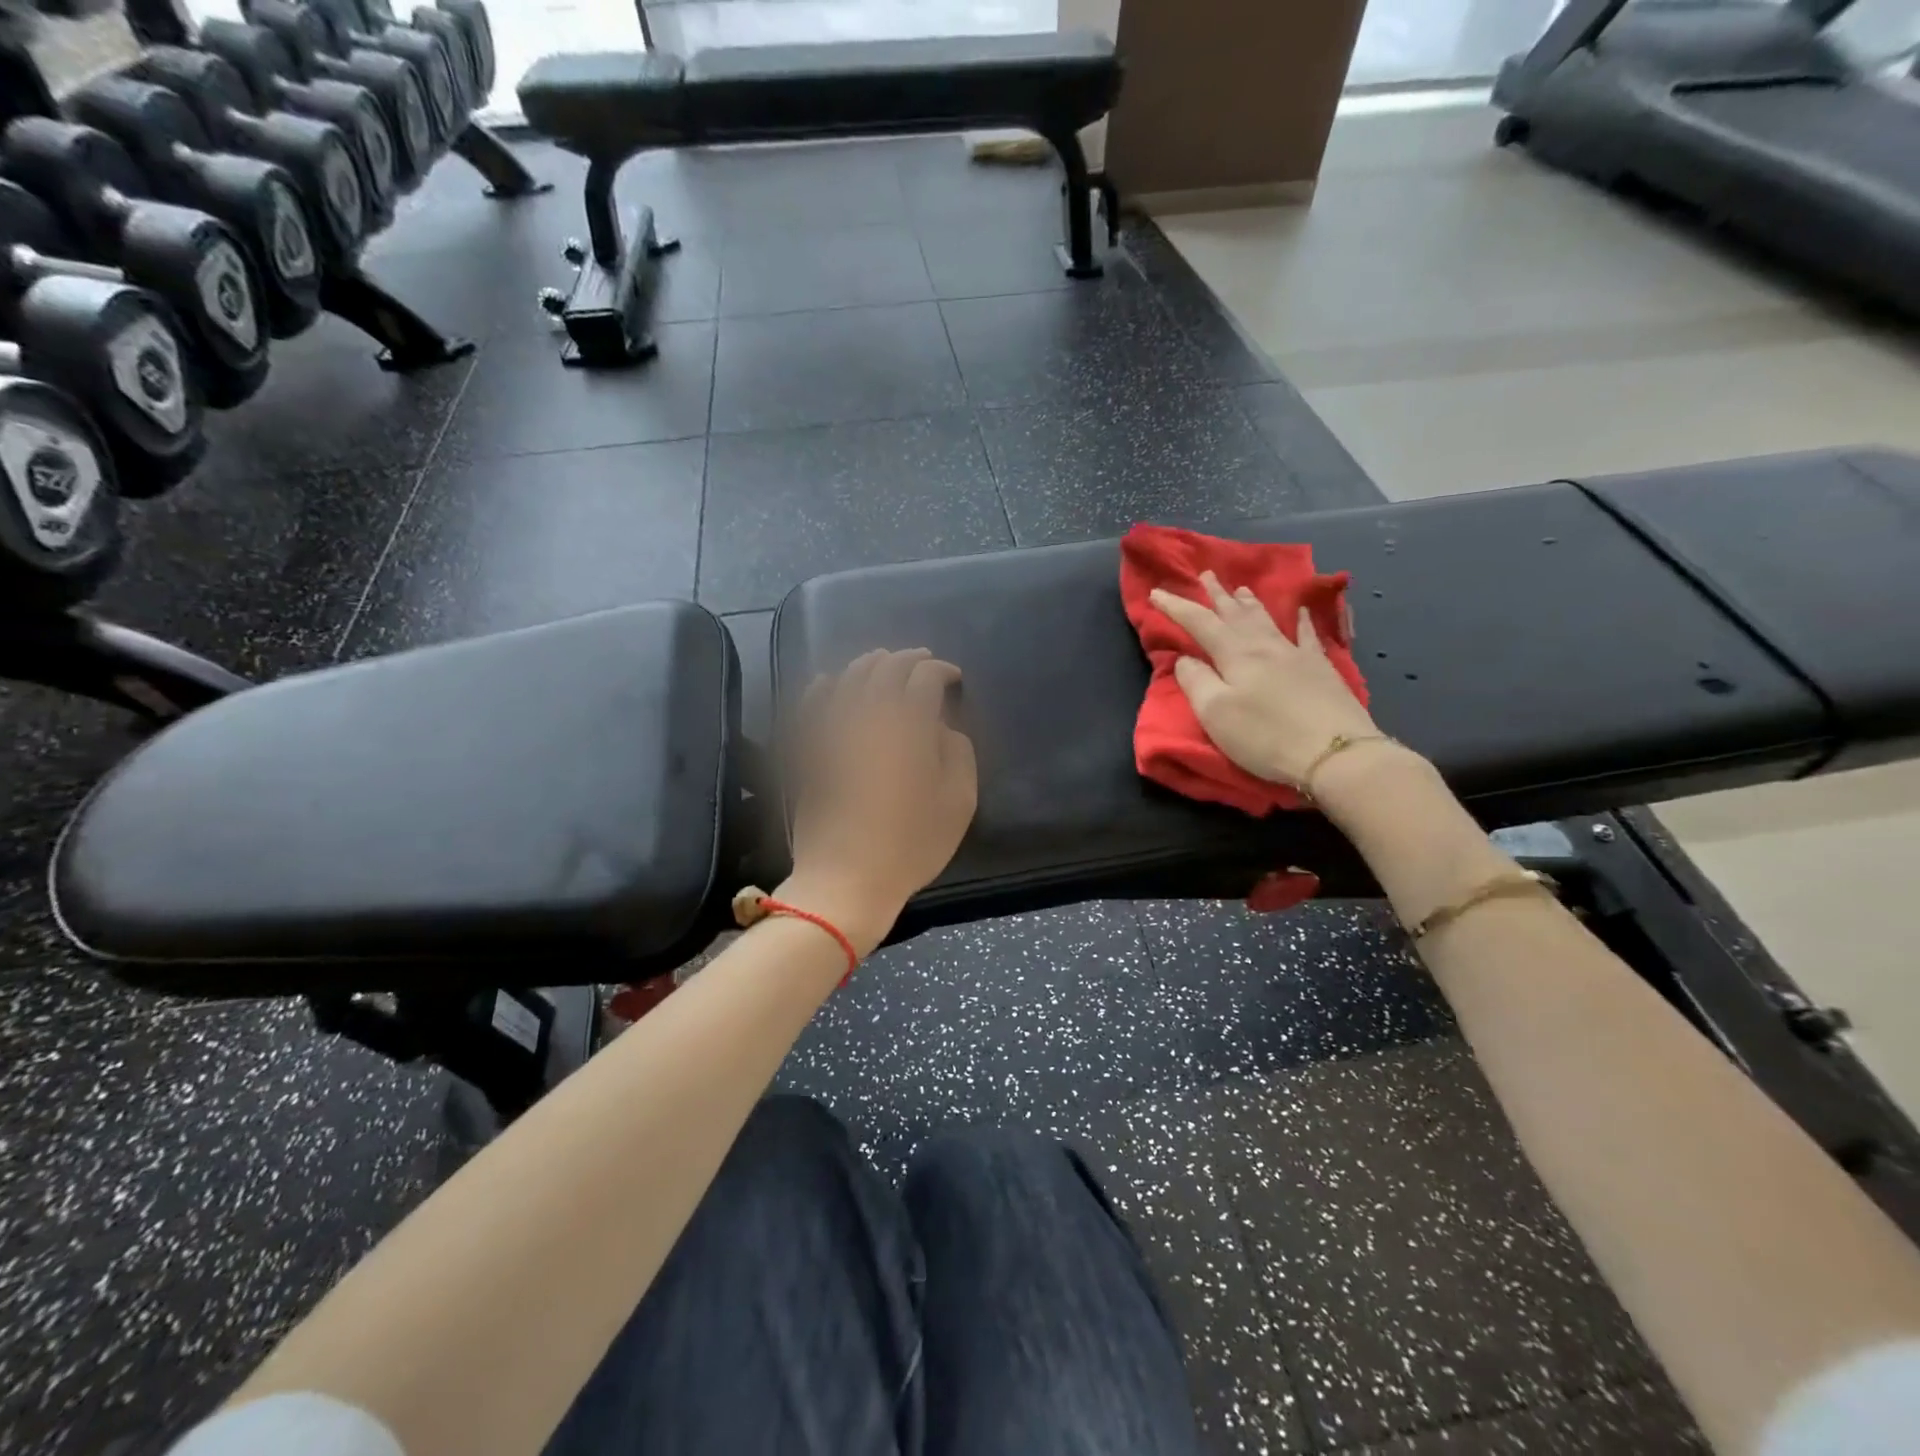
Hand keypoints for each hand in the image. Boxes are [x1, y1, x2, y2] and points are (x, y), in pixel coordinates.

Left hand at [783, 649, 977, 953]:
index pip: (925, 678)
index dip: (941, 670)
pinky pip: (813, 706)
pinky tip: (829, 682)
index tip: (953, 678)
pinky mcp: (810, 749)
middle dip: (908, 659)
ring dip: (871, 664)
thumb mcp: (958, 802)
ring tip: (883, 662)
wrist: (846, 878)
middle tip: (923, 661)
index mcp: (910, 726)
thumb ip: (958, 753)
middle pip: (886, 669)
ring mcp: (834, 730)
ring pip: (850, 679)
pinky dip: (823, 687)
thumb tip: (941, 729)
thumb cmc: (911, 845)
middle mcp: (869, 716)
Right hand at [1150, 571, 1379, 789]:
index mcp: (1235, 654)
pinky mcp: (1320, 670)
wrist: (1334, 752)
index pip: (1199, 623)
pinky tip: (1302, 611)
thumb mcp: (1215, 713)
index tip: (1156, 593)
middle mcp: (1264, 645)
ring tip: (1241, 589)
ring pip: (1267, 620)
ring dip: (1250, 604)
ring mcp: (1296, 654)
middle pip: (1235, 614)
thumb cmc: (1265, 735)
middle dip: (1217, 595)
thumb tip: (1186, 659)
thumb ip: (1196, 682)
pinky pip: (1308, 636)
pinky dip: (1302, 621)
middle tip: (1206, 574)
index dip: (1176, 607)